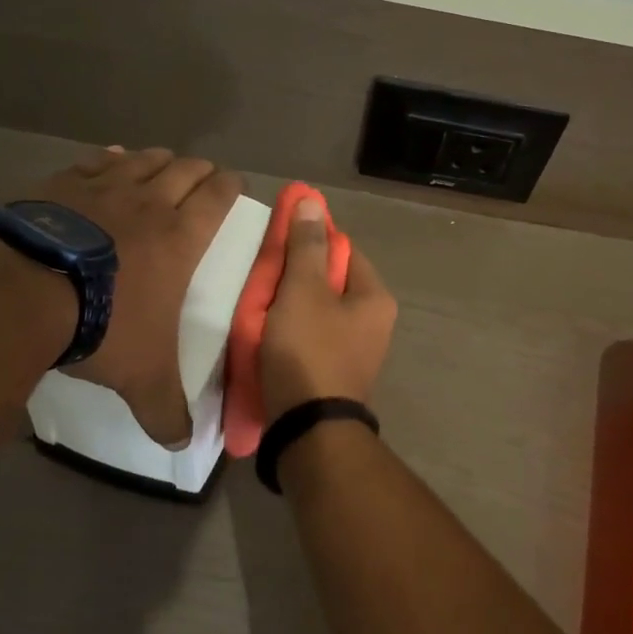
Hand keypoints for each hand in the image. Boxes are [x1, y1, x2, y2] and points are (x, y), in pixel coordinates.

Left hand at [33, 146, 242, 443]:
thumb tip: (182, 444)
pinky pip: (95, 161)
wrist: (22, 294)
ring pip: (144, 159)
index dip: (230, 186)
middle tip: (204, 177)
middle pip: (185, 169)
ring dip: (159, 161)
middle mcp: (149, 203)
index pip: (218, 197)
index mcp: (181, 237)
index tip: (235, 183)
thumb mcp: (142, 377)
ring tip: (163, 165)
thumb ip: (165, 410)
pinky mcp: (61, 184)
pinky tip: (109, 161)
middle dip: (200, 170)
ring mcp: (103, 188)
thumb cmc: (102, 326)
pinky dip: (110, 160)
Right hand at [260, 198, 396, 423]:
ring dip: (288, 304)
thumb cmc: (308, 352)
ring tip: (257, 305)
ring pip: (317, 310)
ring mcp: (355, 351)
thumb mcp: (303, 291)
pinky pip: (311, 338)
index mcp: (375, 297)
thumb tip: (313, 201)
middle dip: (295, 275)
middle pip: (329, 281)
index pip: (342, 249)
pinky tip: (266, 335)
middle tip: (262, 275)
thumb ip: (306, 246)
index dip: (310, 239)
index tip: (278, 241)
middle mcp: (374, 322)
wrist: (307, 432)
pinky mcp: (335, 374)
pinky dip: (290, 331)